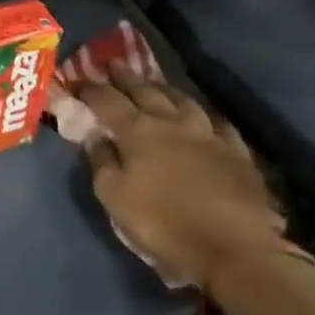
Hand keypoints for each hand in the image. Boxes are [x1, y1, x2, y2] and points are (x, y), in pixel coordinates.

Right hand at [76, 68, 289, 289]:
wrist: (236, 248)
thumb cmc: (164, 224)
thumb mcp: (115, 199)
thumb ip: (101, 163)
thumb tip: (94, 136)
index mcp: (138, 132)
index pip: (107, 100)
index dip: (90, 89)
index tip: (76, 81)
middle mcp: (172, 122)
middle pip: (146, 91)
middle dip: (126, 77)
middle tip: (114, 65)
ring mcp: (209, 134)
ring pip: (183, 100)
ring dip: (164, 88)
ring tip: (155, 83)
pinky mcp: (237, 152)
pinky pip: (218, 123)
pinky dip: (204, 115)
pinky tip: (203, 117)